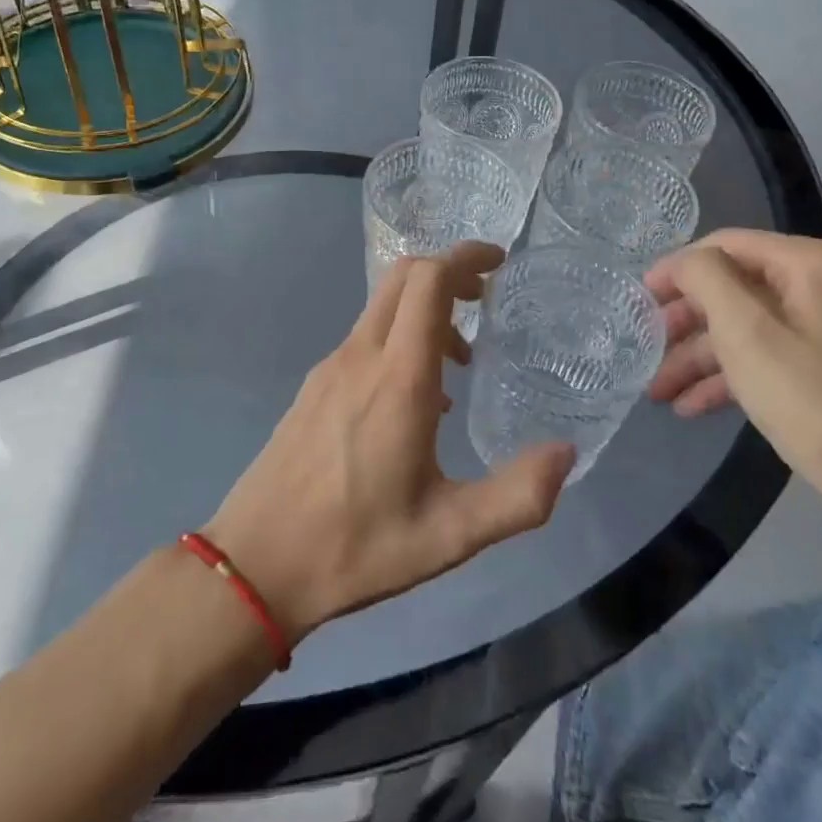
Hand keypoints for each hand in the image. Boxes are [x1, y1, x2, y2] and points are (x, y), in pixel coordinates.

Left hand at [204, 243, 575, 642]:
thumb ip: (517, 496)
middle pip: (403, 276)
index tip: (499, 263)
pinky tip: (416, 399)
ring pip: (382, 306)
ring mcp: (331, 368)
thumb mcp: (450, 535)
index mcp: (398, 379)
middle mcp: (360, 357)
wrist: (255, 564)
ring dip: (425, 310)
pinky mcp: (314, 385)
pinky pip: (364, 338)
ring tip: (460, 361)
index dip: (464, 257)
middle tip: (484, 299)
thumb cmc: (356, 547)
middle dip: (448, 271)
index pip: (428, 281)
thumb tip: (566, 452)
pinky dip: (400, 337)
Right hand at [646, 230, 821, 547]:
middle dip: (688, 321)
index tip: (638, 300)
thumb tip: (686, 262)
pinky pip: (777, 355)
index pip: (727, 245)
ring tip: (661, 391)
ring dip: (704, 356)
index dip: (676, 269)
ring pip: (755, 327)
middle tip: (647, 348)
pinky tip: (696, 405)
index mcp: (816, 263)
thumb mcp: (746, 331)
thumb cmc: (815, 400)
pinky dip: (736, 375)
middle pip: (740, 287)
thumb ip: (705, 278)